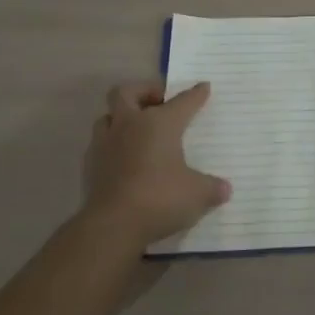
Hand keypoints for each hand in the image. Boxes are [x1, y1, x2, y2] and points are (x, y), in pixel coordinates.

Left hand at [78, 81, 231, 248]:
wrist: (113, 226)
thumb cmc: (161, 198)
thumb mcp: (198, 194)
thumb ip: (212, 188)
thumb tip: (224, 189)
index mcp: (160, 123)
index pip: (182, 101)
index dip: (195, 94)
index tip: (203, 88)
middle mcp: (130, 125)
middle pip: (126, 92)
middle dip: (143, 92)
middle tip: (159, 103)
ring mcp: (105, 144)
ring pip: (107, 117)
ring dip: (122, 118)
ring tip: (138, 131)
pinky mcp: (90, 167)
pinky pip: (100, 145)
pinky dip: (113, 146)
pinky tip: (125, 160)